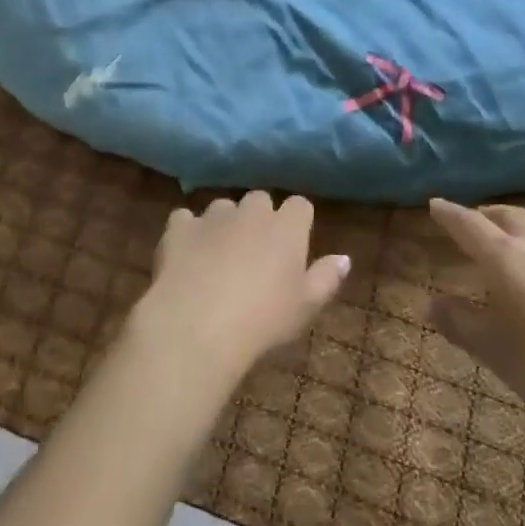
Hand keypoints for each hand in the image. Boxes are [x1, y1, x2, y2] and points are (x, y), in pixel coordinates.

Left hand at [133, 192, 350, 384]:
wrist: (198, 325)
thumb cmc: (263, 320)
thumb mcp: (306, 307)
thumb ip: (326, 278)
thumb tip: (344, 258)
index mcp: (286, 227)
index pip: (300, 205)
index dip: (298, 222)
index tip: (294, 245)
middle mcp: (251, 211)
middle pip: (260, 201)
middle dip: (260, 218)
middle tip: (256, 253)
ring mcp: (213, 216)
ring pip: (223, 207)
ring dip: (225, 224)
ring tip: (219, 256)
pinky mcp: (180, 227)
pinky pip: (185, 219)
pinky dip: (188, 232)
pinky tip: (186, 255)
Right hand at [428, 199, 524, 465]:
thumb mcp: (498, 354)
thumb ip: (462, 324)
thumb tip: (432, 301)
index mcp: (507, 259)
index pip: (470, 226)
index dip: (450, 215)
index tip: (435, 205)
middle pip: (509, 217)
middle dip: (486, 216)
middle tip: (472, 223)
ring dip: (522, 233)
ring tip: (514, 250)